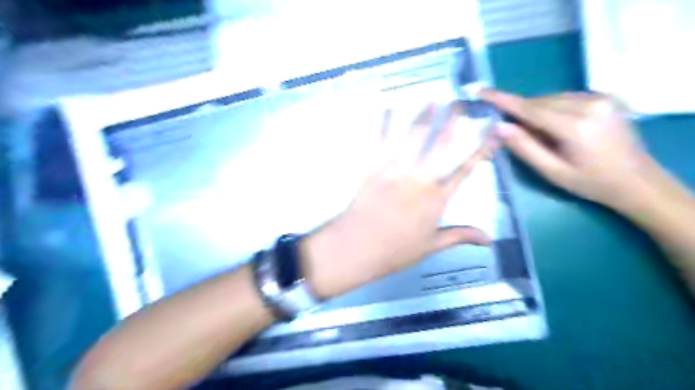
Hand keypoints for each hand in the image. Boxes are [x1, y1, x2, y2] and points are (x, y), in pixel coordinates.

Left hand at [303, 101, 493, 298]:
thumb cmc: (396, 250)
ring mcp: (397, 170)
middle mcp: (421, 178)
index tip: (494, 131)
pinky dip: (383, 123)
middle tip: (459, 102)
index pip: (466, 169)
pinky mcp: (374, 167)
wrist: (358, 247)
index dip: (483, 149)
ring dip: (424, 116)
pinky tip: (387, 107)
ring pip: (414, 137)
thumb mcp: (432, 246)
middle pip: (441, 144)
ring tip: (432, 98)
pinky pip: (380, 140)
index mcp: (438, 198)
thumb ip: (460, 236)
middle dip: (452, 121)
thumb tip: (490, 239)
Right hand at [482, 90, 654, 208]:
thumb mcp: (552, 172)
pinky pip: (565, 98)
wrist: (637, 181)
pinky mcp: (605, 97)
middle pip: (540, 102)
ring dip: (536, 111)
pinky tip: (554, 126)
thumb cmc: (591, 182)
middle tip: (510, 130)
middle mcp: (589, 103)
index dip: (503, 100)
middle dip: (520, 112)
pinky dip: (551, 108)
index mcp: (575, 125)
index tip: (482, 92)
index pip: (530, 108)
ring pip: (551, 98)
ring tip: (538, 134)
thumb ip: (524, 148)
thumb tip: (498, 127)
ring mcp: (600, 97)